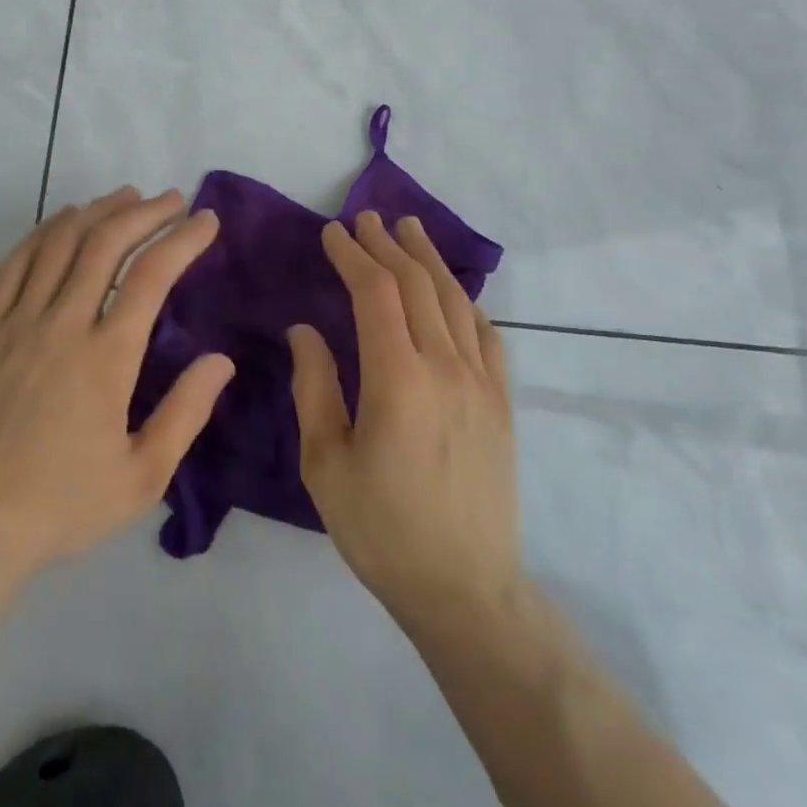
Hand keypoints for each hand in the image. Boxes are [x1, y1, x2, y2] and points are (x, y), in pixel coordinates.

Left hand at [0, 187, 234, 582]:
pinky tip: (61, 222)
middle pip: (104, 244)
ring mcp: (17, 324)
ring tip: (123, 197)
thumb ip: (186, 413)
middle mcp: (62, 326)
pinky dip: (42, 233)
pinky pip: (14, 265)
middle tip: (170, 199)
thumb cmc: (63, 505)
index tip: (206, 220)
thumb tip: (221, 360)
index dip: (183, 239)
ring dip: (95, 211)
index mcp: (106, 358)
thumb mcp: (142, 477)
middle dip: (143, 212)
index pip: (151, 276)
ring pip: (58, 243)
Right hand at [289, 211, 520, 631]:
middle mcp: (445, 366)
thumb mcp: (325, 462)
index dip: (352, 255)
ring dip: (428, 258)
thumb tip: (305, 330)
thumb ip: (314, 386)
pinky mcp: (501, 402)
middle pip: (416, 284)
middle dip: (387, 245)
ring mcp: (481, 382)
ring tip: (409, 228)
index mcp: (397, 378)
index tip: (332, 233)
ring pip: (454, 299)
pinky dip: (465, 300)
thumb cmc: (381, 528)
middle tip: (365, 218)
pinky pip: (486, 333)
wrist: (464, 588)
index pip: (374, 292)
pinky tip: (453, 291)